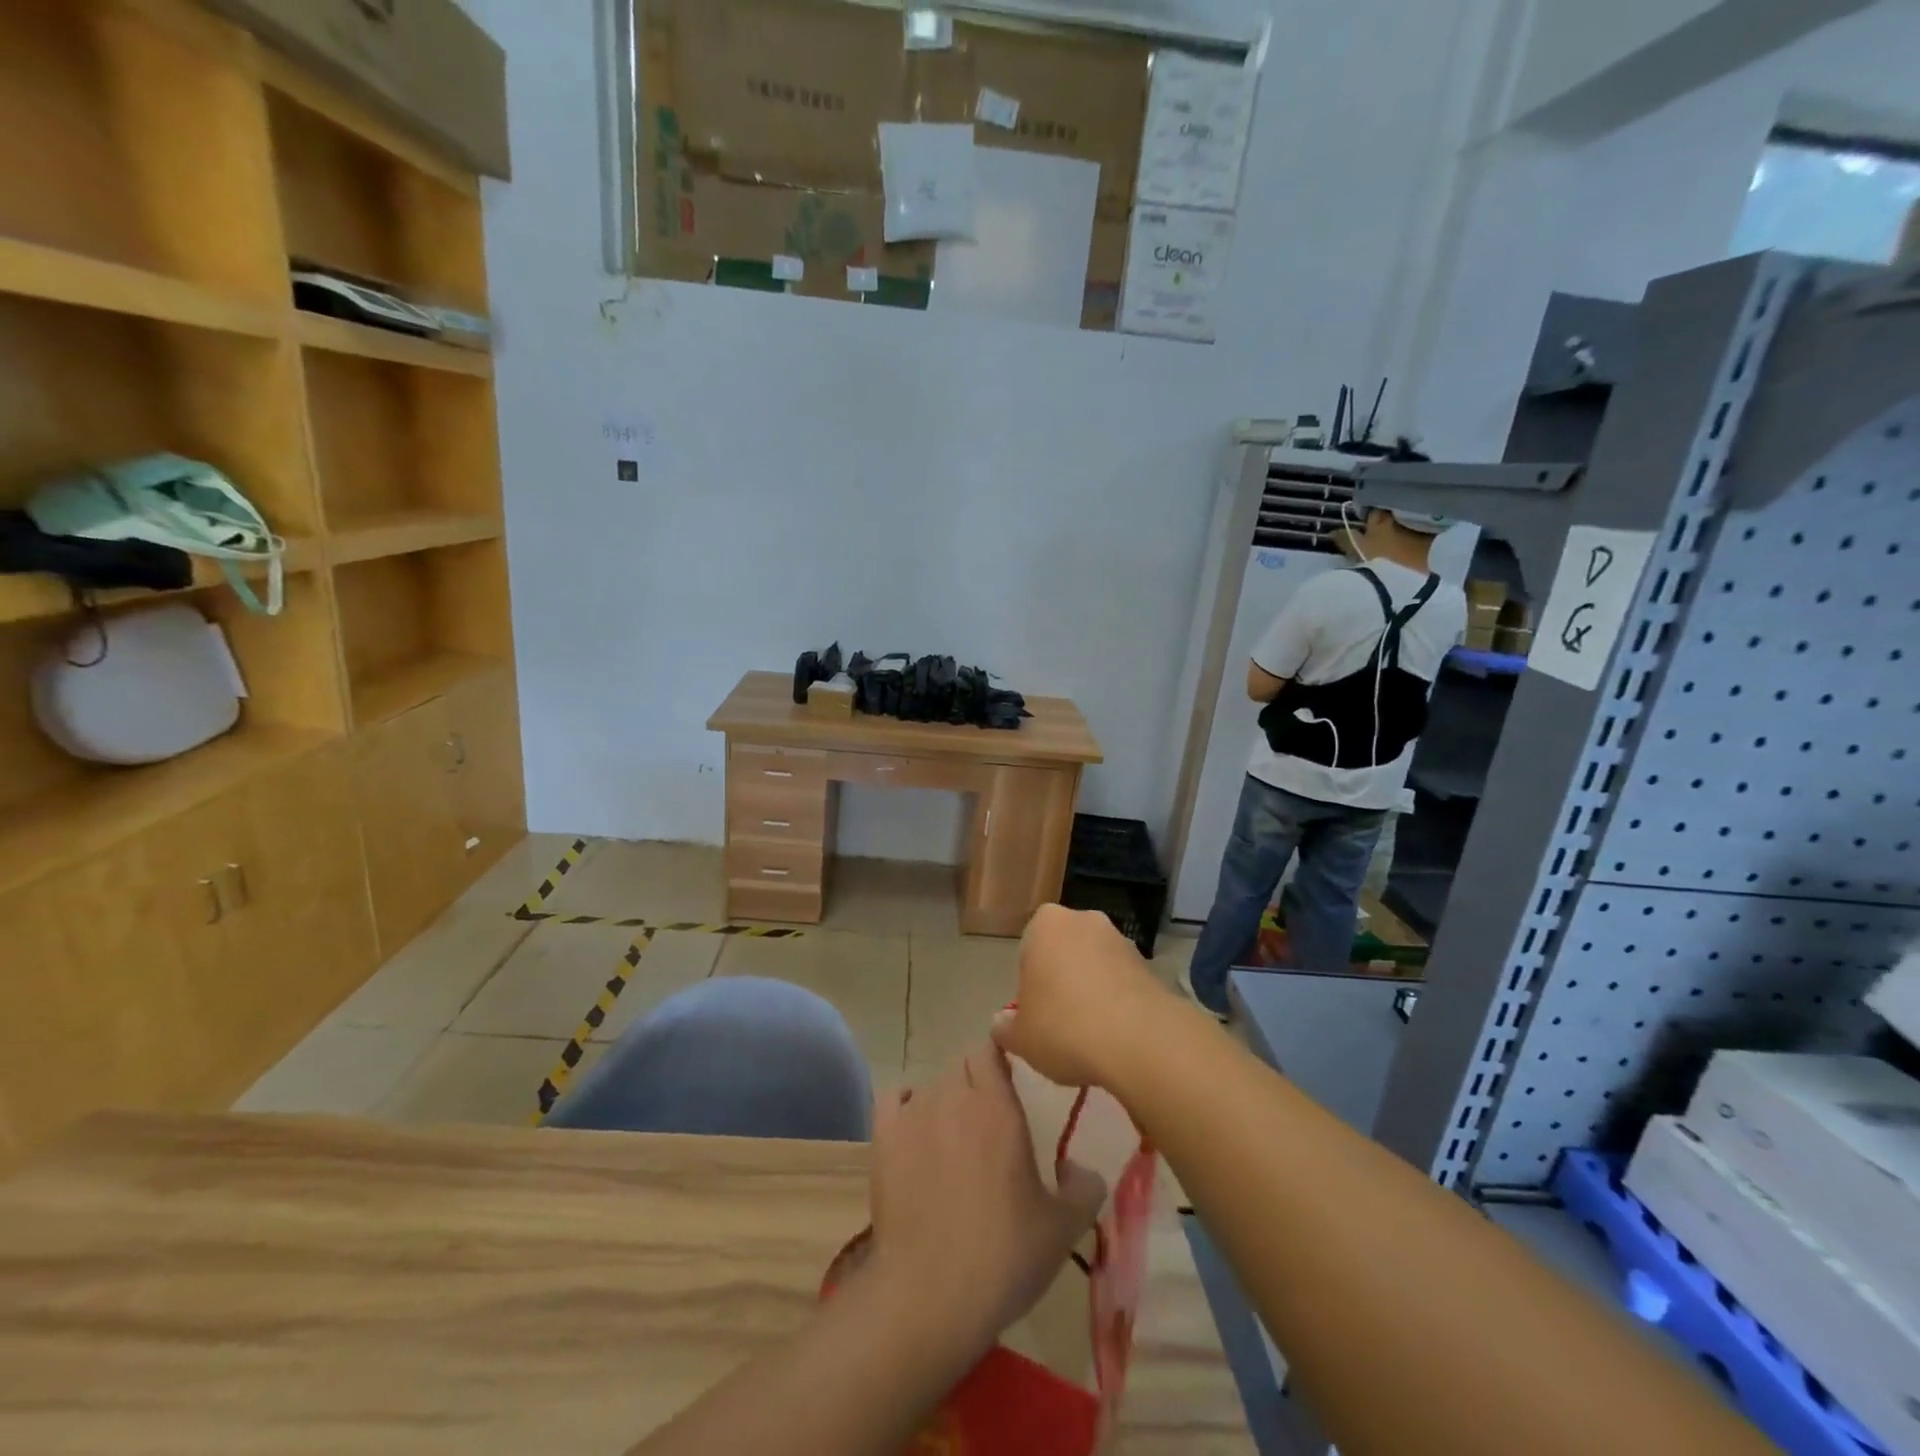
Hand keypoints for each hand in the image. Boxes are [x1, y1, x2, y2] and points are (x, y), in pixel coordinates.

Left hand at [868, 1042, 1104, 1355]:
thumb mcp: (1063, 1228)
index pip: (990, 1048)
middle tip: (988, 1118)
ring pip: (931, 1084)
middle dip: (975, 1080)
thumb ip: (1084, 1188)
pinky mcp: (883, 1137)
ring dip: (944, 1100)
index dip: (999, 1059)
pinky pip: (893, 1098)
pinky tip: (914, 1131)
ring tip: (953, 1138)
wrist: (930, 1293)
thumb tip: (1079, 1168)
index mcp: (997, 1106)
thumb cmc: (1003, 1255)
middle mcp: (954, 1096)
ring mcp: (914, 1113)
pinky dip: (904, 1105)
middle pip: (961, 1063)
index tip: (1011, 1081)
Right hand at [992, 904, 1170, 1089]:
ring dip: (1092, 989)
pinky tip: (1115, 1034)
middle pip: (1064, 951)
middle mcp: (1084, 920)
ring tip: (1091, 1034)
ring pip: (1095, 964)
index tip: (1035, 1013)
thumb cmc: (1063, 1027)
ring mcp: (1121, 939)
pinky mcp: (1149, 964)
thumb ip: (1005, 1026)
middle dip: (1062, 979)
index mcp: (1045, 924)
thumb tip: (1002, 1022)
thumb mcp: (1020, 1037)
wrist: (1139, 1041)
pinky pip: (1122, 981)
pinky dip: (1117, 1001)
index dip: (1030, 983)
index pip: (1029, 948)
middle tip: (1059, 1022)